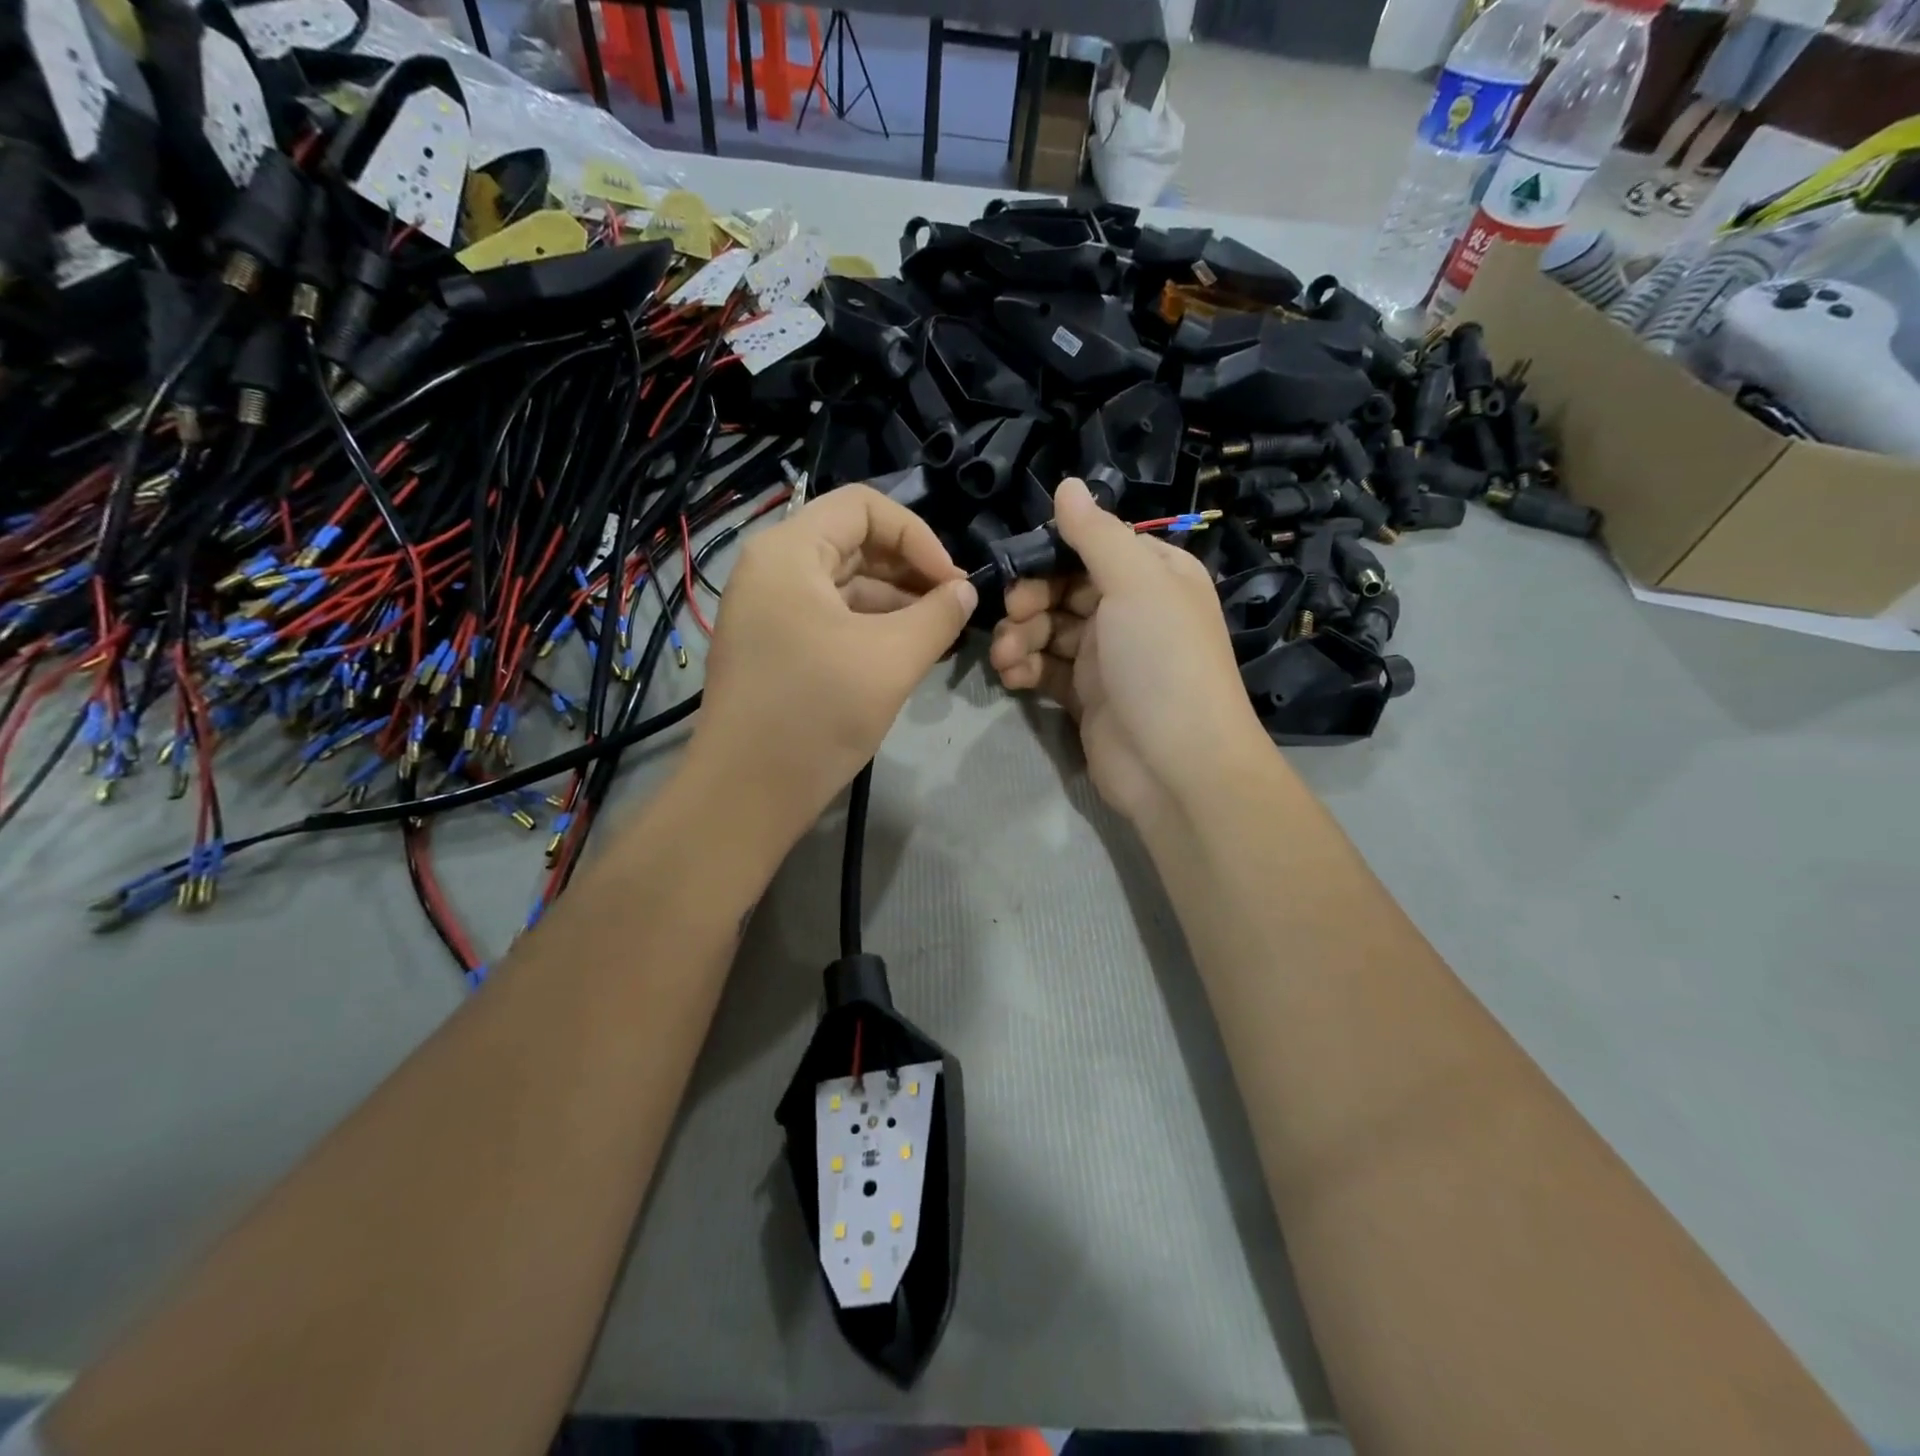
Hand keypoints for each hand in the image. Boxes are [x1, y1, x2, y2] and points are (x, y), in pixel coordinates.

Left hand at [687, 485, 976, 847]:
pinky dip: (871, 629)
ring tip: (939, 635)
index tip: (952, 582)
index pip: (864, 507)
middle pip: (854, 544)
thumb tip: (966, 590)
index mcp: (789, 552)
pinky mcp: (775, 648)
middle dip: (911, 571)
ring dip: (896, 604)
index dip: (918, 536)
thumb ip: (938, 615)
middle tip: (954, 608)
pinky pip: (831, 619)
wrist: (746, 795)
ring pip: (845, 585)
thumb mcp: (891, 658)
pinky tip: (906, 654)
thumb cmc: (817, 713)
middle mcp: (772, 570)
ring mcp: (769, 611)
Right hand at [989, 478, 1271, 827]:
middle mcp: (1131, 610)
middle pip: (1063, 588)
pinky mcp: (1086, 696)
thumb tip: (1067, 484)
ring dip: (1021, 637)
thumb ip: (1096, 533)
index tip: (1020, 568)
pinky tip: (1012, 678)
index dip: (1051, 553)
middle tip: (1013, 615)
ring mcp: (1108, 656)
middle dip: (1030, 599)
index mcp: (1154, 574)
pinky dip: (1026, 669)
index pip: (1092, 546)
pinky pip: (1046, 669)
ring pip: (1049, 629)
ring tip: (1008, 658)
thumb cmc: (1162, 662)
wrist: (1177, 766)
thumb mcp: (1136, 583)